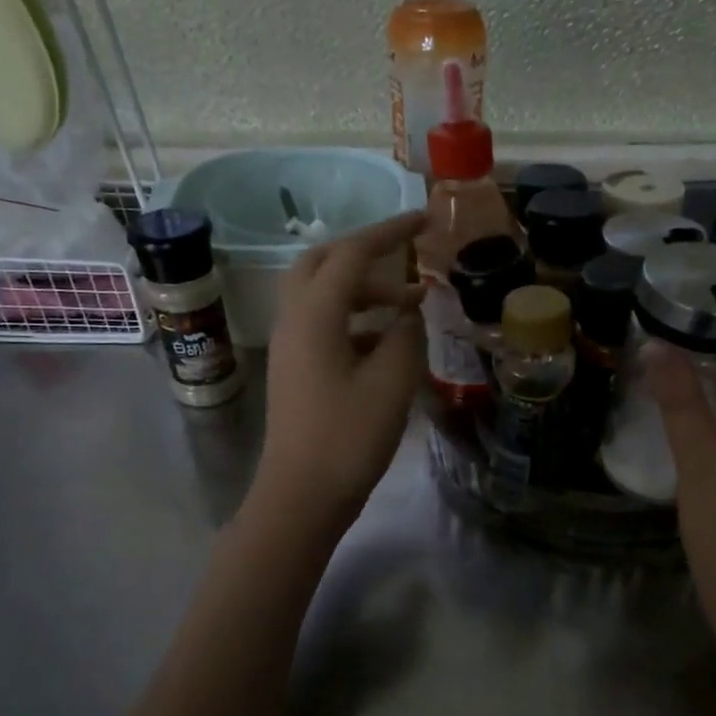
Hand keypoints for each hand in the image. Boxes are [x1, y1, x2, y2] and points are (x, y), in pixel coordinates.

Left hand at [254, 211, 426, 526]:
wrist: (301, 496)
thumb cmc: (348, 437)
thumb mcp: (392, 381)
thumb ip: (405, 334)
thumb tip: (409, 312)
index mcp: (315, 314)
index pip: (352, 254)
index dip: (390, 232)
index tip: (425, 219)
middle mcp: (294, 320)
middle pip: (324, 263)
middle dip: (366, 253)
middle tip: (407, 257)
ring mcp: (290, 346)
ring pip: (323, 295)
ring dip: (364, 291)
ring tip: (410, 307)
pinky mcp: (296, 370)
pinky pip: (324, 324)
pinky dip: (356, 320)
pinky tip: (388, 342)